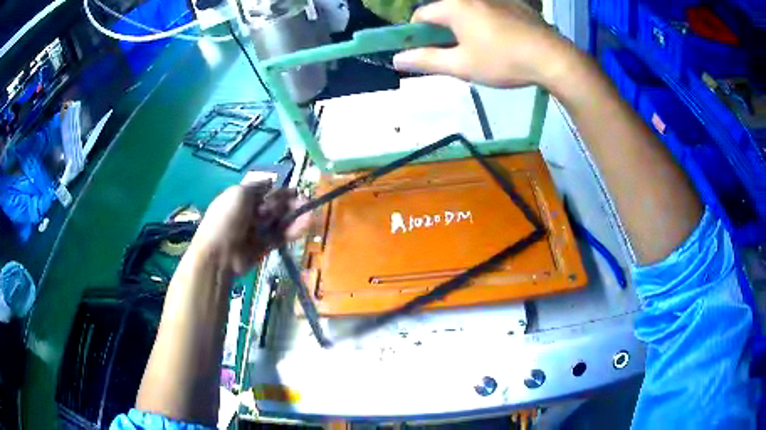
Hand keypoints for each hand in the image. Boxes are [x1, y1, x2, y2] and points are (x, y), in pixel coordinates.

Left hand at [191, 183, 309, 274]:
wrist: (219, 254)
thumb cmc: (227, 219)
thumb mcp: (239, 193)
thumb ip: (257, 186)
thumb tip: (270, 181)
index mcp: (241, 198)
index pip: (264, 192)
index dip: (279, 191)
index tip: (295, 191)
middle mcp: (249, 214)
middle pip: (273, 206)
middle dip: (290, 204)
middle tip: (306, 203)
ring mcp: (256, 231)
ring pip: (278, 222)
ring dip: (294, 217)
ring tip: (309, 214)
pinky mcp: (264, 247)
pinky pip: (279, 237)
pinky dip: (292, 231)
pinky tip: (304, 226)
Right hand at [392, 0, 577, 88]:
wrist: (552, 58)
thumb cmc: (503, 61)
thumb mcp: (461, 66)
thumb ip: (427, 60)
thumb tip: (397, 59)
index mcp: (455, 6)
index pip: (422, 15)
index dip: (416, 34)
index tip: (424, 50)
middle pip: (445, 11)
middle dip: (442, 31)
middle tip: (453, 53)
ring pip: (469, 11)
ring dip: (465, 27)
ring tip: (480, 49)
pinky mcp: (515, 4)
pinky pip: (490, 10)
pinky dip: (486, 23)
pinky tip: (500, 41)